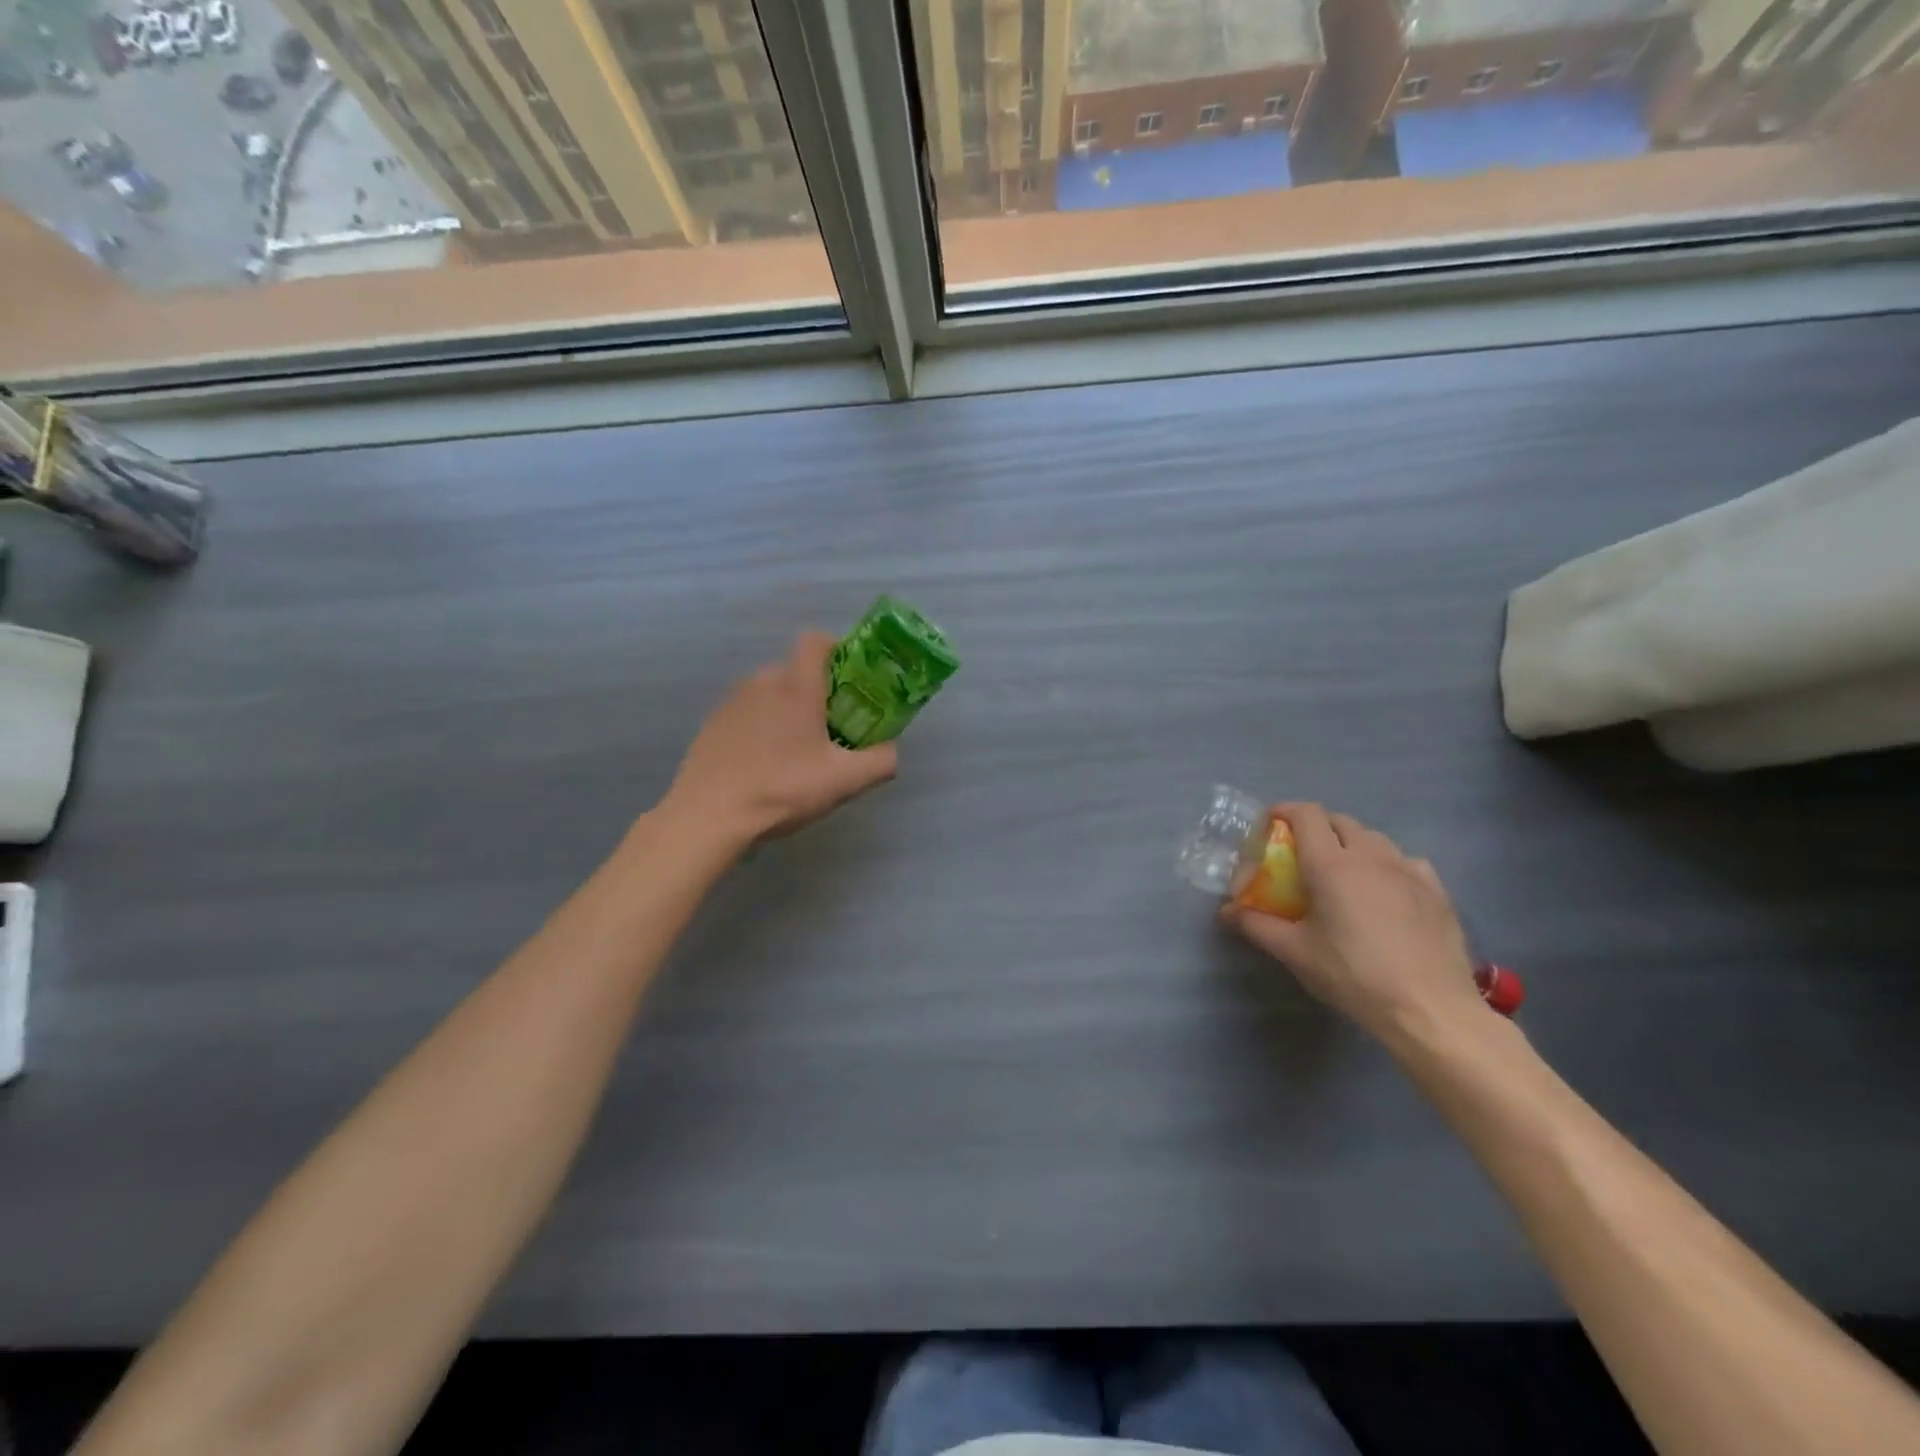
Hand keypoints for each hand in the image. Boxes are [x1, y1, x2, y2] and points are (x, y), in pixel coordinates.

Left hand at [662, 631, 898, 848]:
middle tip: (831, 731)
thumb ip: (882, 761)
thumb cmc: (782, 789)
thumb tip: (890, 750)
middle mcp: (762, 682)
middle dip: (817, 693)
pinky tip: (763, 766)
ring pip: (770, 694)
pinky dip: (760, 728)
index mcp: (796, 686)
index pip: (816, 641)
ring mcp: (731, 702)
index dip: (837, 651)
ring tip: (795, 754)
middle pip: (796, 672)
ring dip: (787, 712)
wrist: (709, 816)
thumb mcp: (846, 781)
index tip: (850, 682)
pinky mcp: (712, 725)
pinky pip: (747, 714)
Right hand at [1222, 804, 1486, 1044]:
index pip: (1307, 815)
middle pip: (1340, 821)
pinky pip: (1406, 861)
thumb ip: (1256, 925)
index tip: (1271, 824)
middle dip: (1317, 827)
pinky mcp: (1437, 891)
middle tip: (1302, 853)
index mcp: (1331, 864)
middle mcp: (1371, 856)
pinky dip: (1387, 864)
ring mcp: (1409, 871)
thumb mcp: (1295, 952)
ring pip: (1375, 839)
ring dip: (1352, 843)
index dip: (1286, 811)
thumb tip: (1227, 912)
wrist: (1430, 1010)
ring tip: (1343, 871)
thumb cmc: (1353, 976)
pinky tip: (1386, 890)